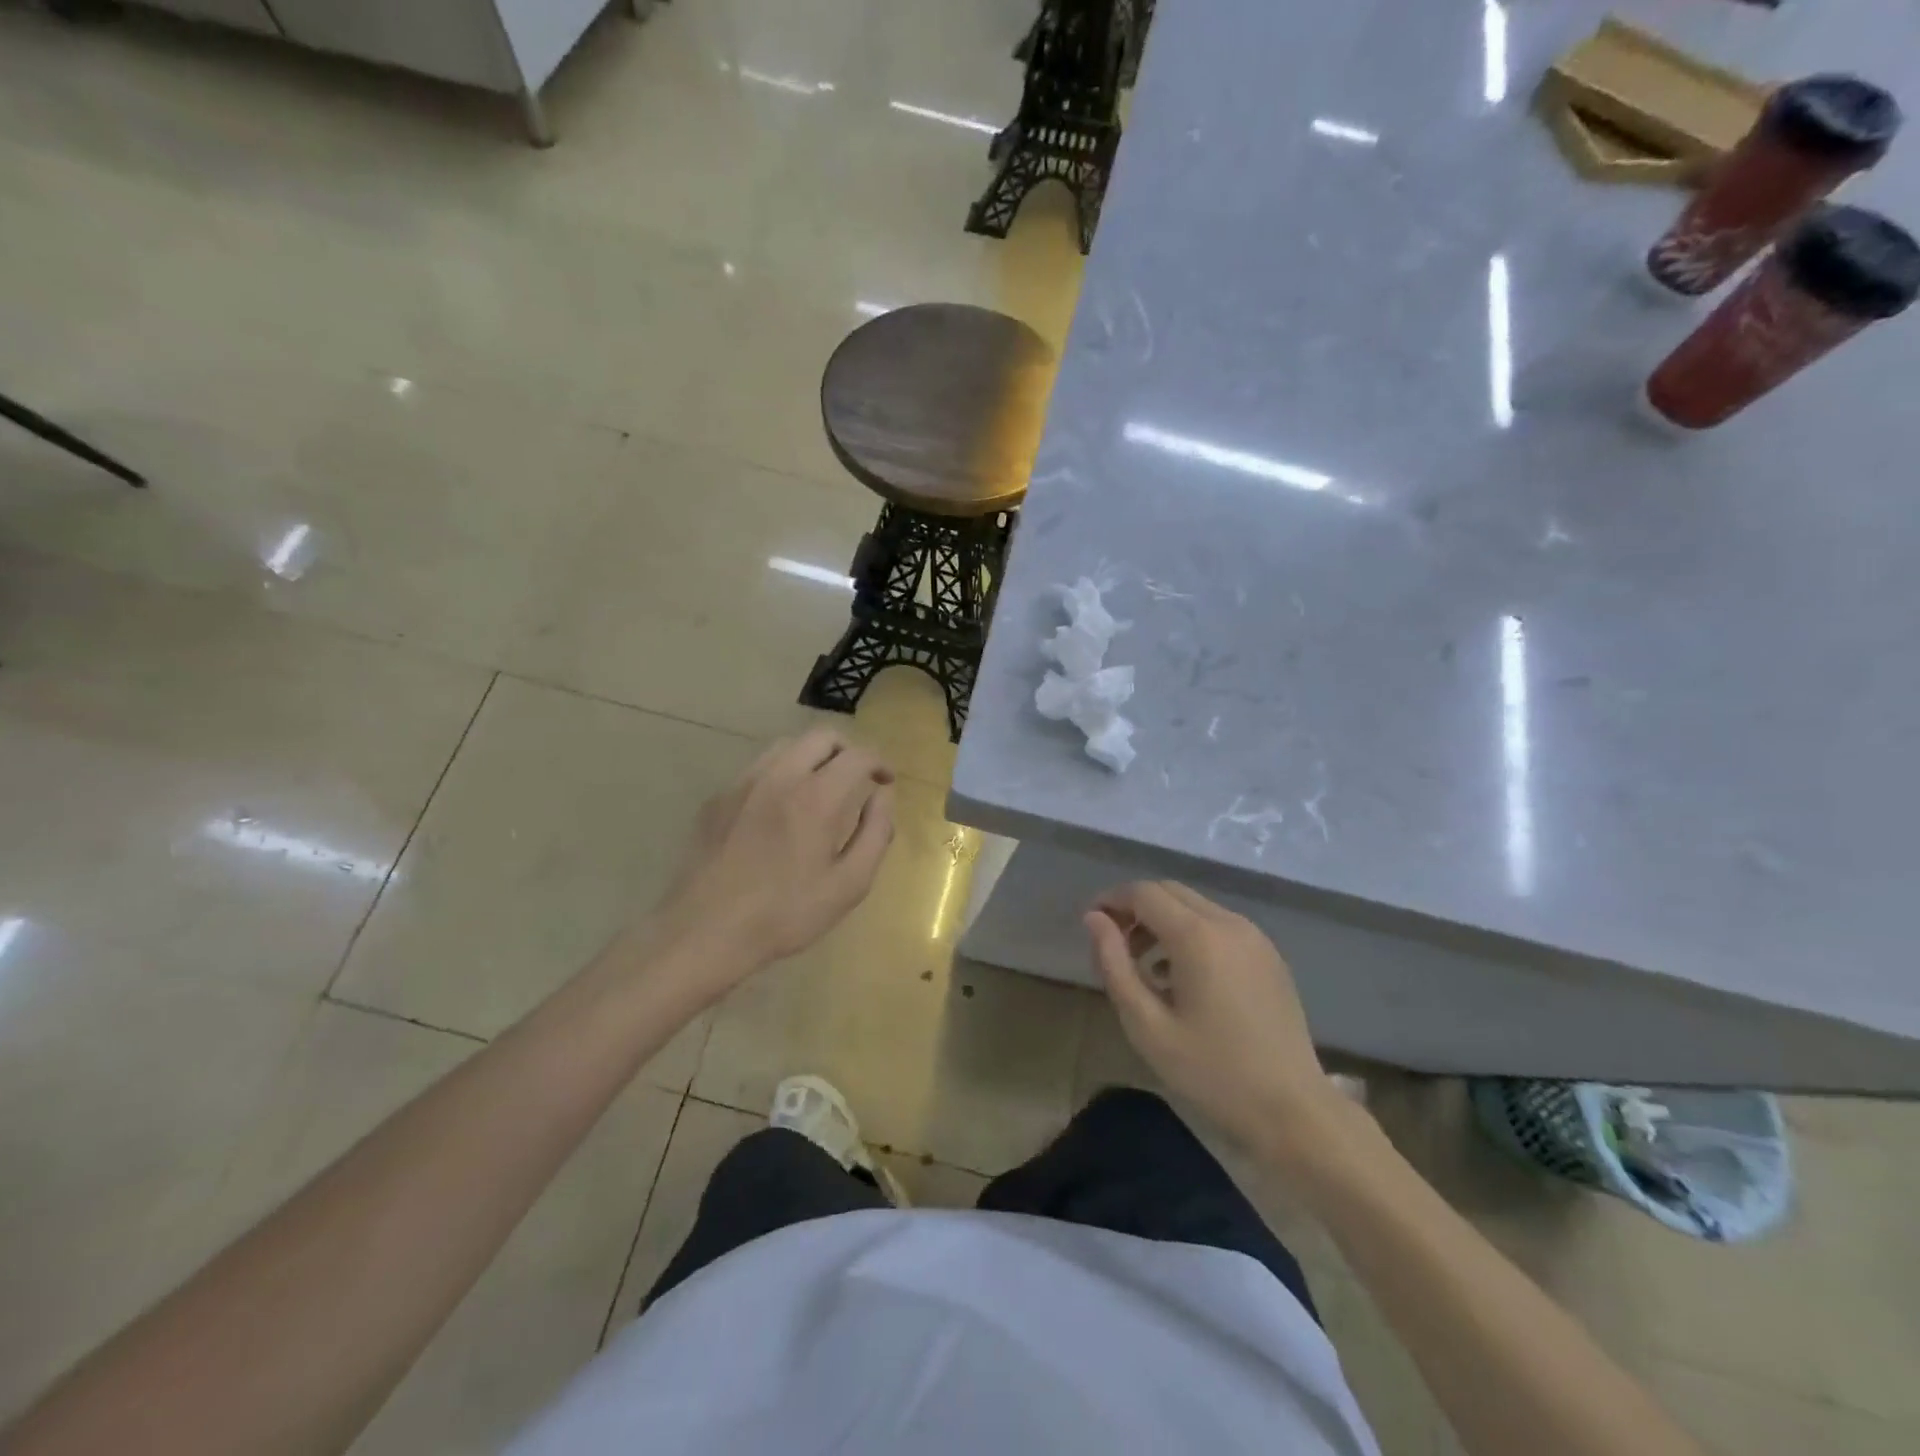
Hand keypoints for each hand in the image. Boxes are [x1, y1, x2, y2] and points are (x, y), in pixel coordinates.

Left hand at [652, 729, 894, 995]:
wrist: (706, 931)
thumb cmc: (786, 914)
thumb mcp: (849, 884)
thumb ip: (875, 833)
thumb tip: (882, 796)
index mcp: (816, 797)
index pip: (857, 755)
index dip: (879, 762)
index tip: (885, 780)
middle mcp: (779, 777)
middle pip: (821, 737)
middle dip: (847, 750)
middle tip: (857, 778)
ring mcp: (743, 784)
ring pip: (786, 746)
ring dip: (813, 757)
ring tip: (821, 788)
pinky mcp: (718, 798)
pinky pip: (757, 768)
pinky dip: (781, 773)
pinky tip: (780, 808)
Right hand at [1086, 881, 1348, 1164]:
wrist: (1293, 1109)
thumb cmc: (1211, 1071)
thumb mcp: (1146, 1025)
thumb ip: (1114, 964)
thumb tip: (1094, 919)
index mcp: (1198, 936)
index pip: (1143, 893)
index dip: (1111, 900)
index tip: (1091, 925)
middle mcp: (1228, 923)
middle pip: (1170, 892)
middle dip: (1136, 908)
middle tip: (1114, 945)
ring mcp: (1254, 937)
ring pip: (1195, 906)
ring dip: (1163, 921)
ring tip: (1144, 966)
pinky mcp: (1269, 955)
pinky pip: (1219, 925)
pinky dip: (1191, 933)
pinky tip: (1182, 976)